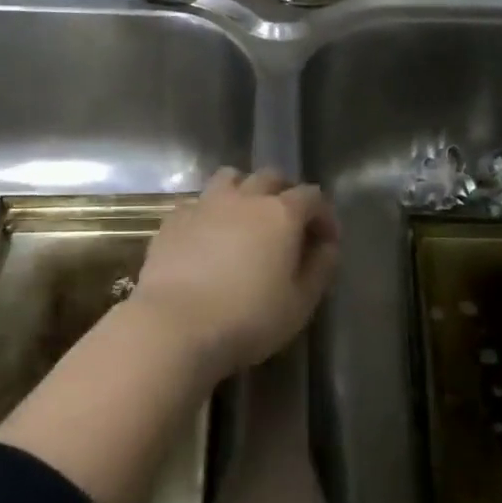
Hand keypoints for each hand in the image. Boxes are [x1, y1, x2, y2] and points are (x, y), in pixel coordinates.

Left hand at [131, 168, 339, 378]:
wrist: (175, 325)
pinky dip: (210, 211)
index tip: (326, 241)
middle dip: (285, 193)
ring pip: (230, 178)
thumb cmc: (248, 318)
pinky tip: (208, 236)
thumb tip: (327, 247)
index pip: (312, 196)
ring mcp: (205, 204)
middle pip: (271, 177)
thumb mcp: (299, 303)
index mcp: (281, 214)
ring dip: (245, 191)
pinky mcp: (174, 219)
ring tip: (246, 218)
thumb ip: (320, 269)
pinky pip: (198, 202)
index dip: (323, 215)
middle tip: (288, 223)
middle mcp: (244, 198)